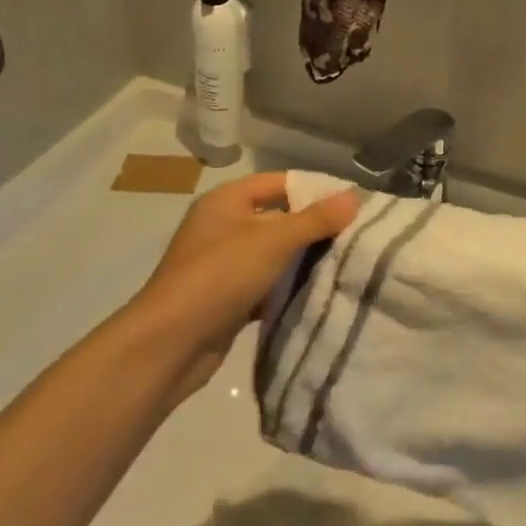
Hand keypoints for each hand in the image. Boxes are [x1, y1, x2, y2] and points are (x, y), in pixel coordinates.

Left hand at [132, 172, 357, 401]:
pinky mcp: (226, 297)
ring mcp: (222, 263)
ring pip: (273, 254)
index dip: (315, 189)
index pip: (280, 182)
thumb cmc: (220, 275)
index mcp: (227, 200)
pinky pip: (265, 284)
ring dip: (302, 260)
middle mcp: (223, 226)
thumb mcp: (274, 241)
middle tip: (356, 235)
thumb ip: (316, 219)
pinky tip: (317, 293)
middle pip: (279, 217)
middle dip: (314, 227)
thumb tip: (355, 197)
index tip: (353, 204)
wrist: (170, 344)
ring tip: (346, 263)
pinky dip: (286, 288)